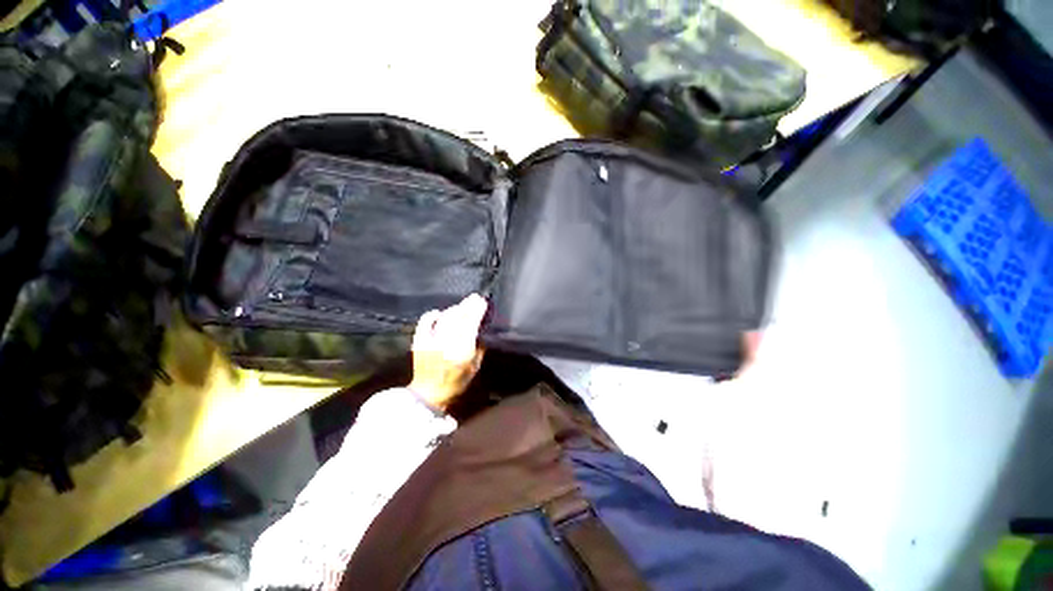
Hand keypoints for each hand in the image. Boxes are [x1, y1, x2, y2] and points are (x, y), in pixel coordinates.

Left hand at [409, 294, 487, 412]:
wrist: (428, 393)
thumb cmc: (456, 382)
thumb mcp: (475, 367)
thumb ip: (479, 347)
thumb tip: (480, 330)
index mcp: (462, 351)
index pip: (471, 324)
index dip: (477, 311)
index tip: (482, 301)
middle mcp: (446, 343)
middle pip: (458, 317)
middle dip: (468, 305)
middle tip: (475, 297)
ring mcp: (431, 341)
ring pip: (445, 317)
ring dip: (455, 309)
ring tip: (461, 306)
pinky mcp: (419, 341)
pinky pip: (425, 322)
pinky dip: (433, 315)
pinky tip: (439, 313)